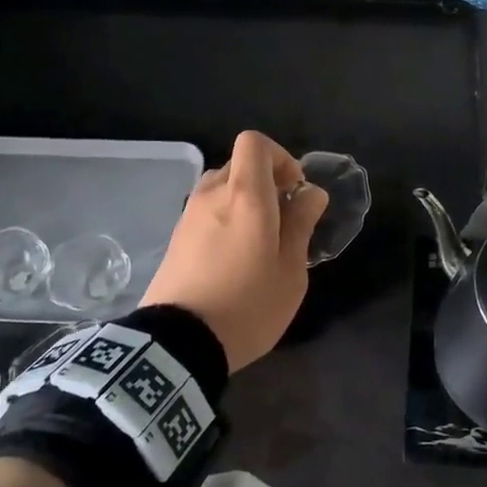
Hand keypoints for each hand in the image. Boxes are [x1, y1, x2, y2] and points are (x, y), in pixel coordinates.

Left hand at [141, 131, 327, 372]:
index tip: (294, 191)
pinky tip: (233, 257)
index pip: (255, 142)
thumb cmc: (248, 306)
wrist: (178, 344)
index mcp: (245, 196)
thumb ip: (301, 224)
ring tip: (259, 241)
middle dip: (265, 182)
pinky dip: (224, 219)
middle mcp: (212, 194)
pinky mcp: (175, 237)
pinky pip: (206, 211)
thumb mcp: (291, 271)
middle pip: (239, 164)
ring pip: (221, 187)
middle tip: (283, 220)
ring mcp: (189, 215)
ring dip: (243, 201)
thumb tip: (311, 193)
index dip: (280, 157)